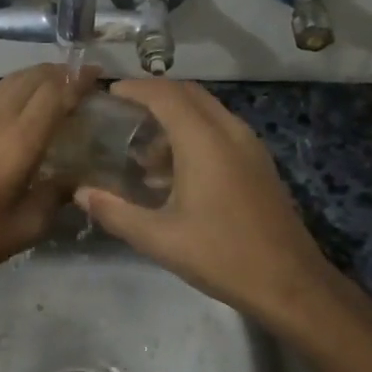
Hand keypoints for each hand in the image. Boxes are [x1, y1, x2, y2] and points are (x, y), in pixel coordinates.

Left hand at [0, 63, 96, 293]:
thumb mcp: (28, 226)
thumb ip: (56, 195)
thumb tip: (75, 179)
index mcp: (17, 142)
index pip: (53, 95)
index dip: (77, 81)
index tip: (98, 73)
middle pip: (30, 78)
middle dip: (58, 71)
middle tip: (81, 77)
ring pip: (9, 83)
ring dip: (36, 77)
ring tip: (57, 85)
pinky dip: (17, 90)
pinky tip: (24, 109)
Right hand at [74, 80, 341, 331]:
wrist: (290, 283)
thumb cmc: (222, 256)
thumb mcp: (159, 238)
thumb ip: (115, 212)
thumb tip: (81, 193)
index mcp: (204, 141)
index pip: (165, 94)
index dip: (135, 88)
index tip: (109, 94)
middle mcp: (230, 131)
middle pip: (189, 94)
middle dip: (154, 96)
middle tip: (122, 115)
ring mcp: (250, 146)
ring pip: (207, 111)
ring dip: (175, 118)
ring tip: (143, 152)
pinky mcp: (259, 164)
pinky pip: (221, 131)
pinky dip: (194, 134)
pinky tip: (175, 173)